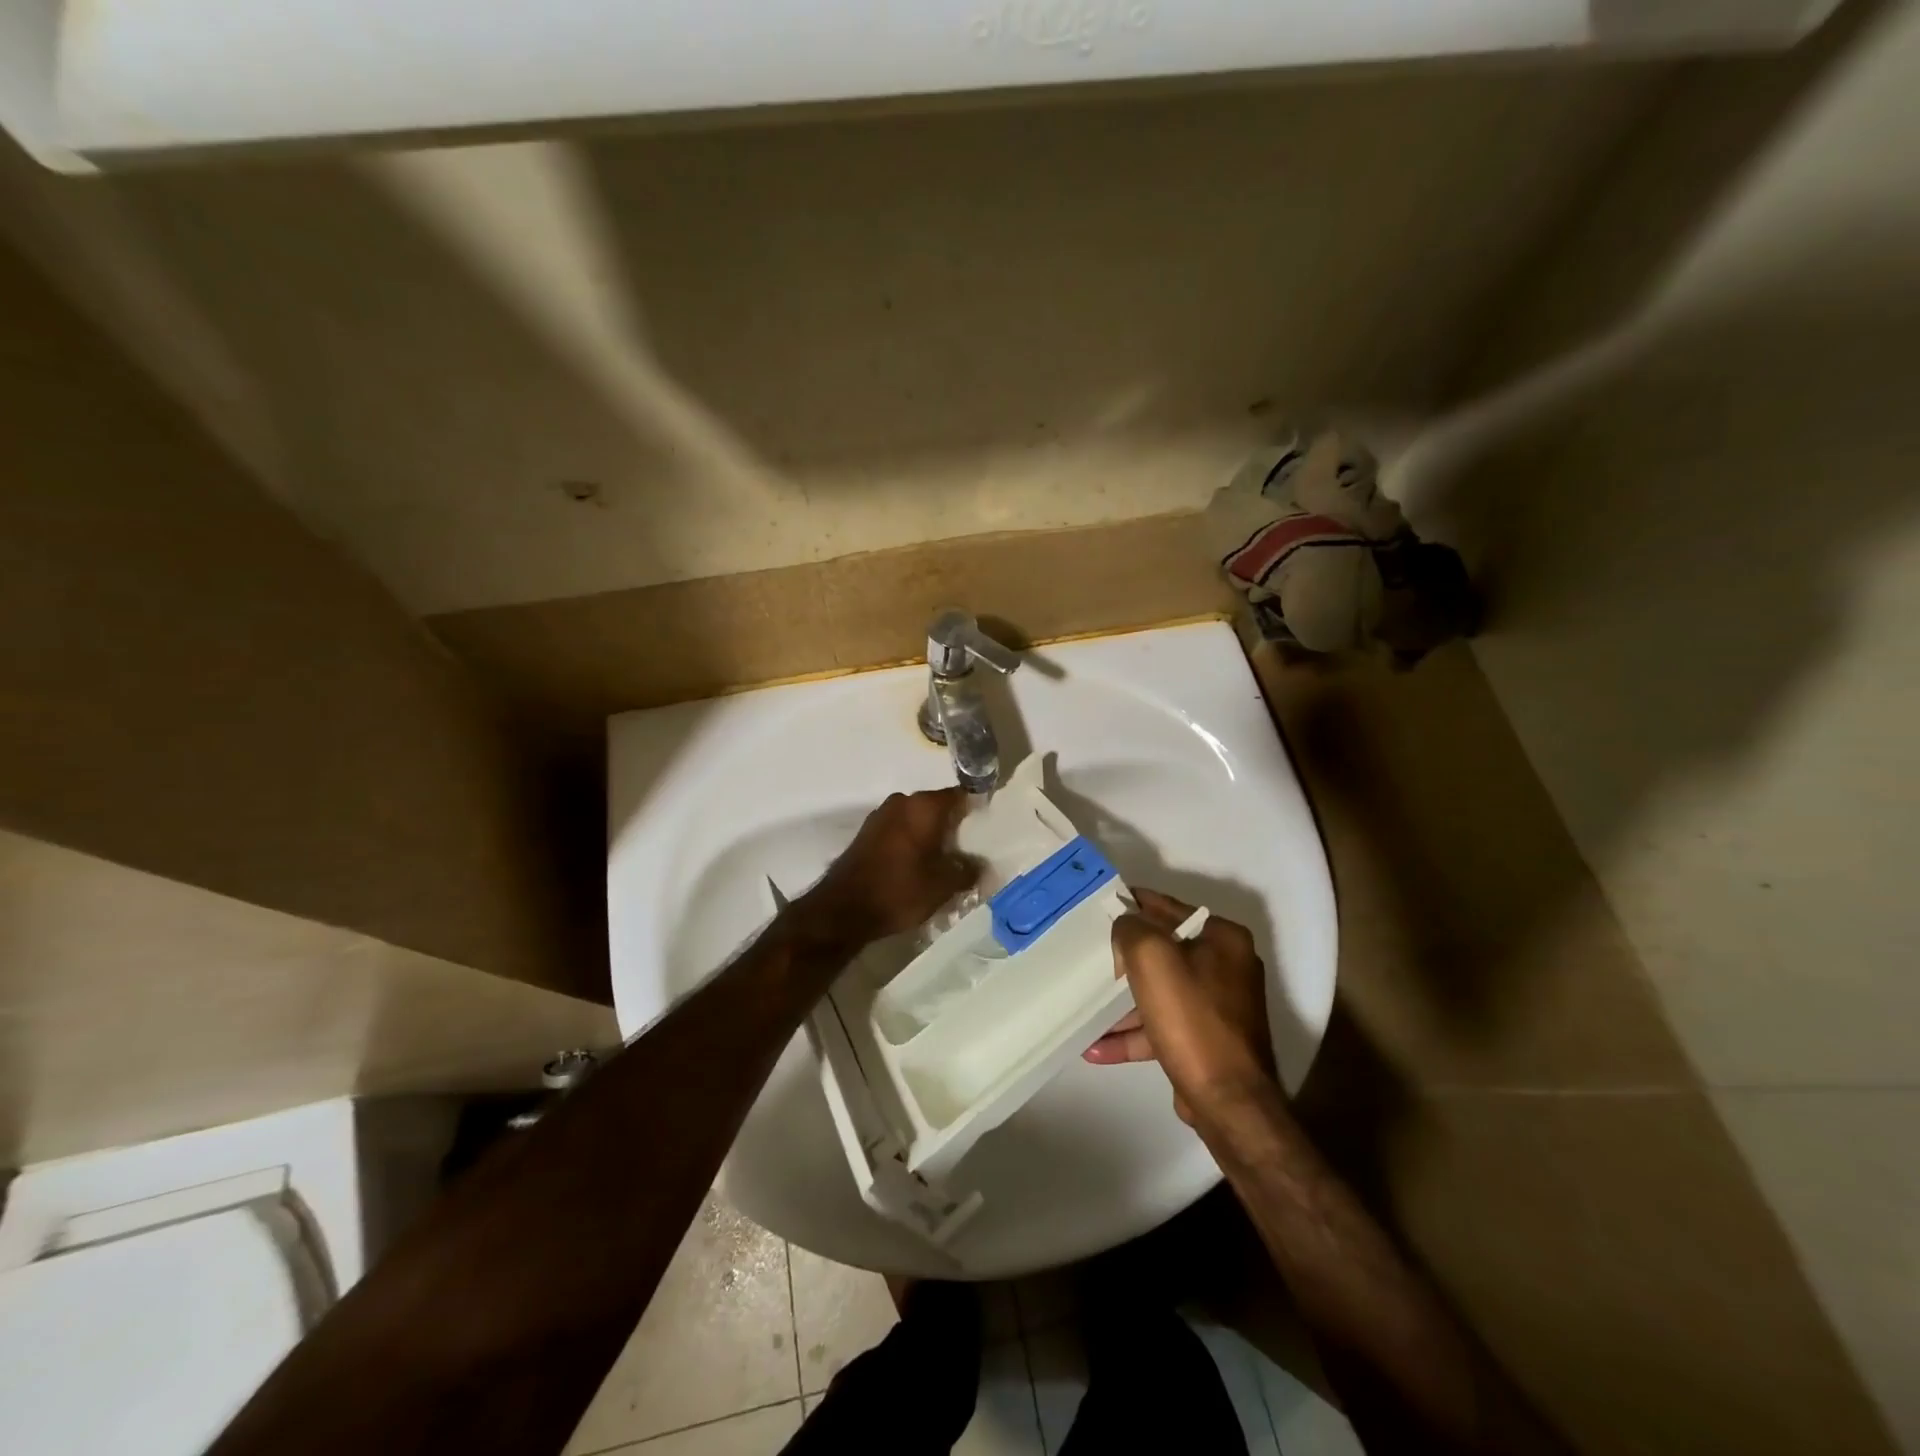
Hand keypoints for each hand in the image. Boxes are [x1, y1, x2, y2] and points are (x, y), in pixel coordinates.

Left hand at [804, 788, 977, 943]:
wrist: (844, 909)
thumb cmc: (900, 890)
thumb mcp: (943, 885)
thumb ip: (968, 871)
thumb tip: (982, 865)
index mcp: (924, 806)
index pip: (960, 796)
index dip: (976, 809)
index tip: (987, 826)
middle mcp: (902, 801)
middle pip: (937, 807)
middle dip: (953, 826)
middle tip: (969, 850)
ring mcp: (881, 815)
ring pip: (917, 819)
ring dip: (930, 835)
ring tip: (944, 861)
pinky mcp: (867, 833)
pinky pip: (899, 830)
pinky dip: (911, 842)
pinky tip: (917, 865)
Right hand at [1084, 887, 1279, 1125]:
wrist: (1229, 1101)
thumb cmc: (1192, 1018)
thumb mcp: (1152, 957)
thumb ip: (1132, 929)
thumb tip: (1125, 926)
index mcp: (1223, 939)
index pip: (1170, 908)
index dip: (1134, 904)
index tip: (1101, 907)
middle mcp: (1227, 967)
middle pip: (1164, 951)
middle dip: (1125, 958)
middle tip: (1090, 955)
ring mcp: (1218, 1007)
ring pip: (1160, 992)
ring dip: (1123, 1003)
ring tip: (1085, 1010)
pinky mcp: (1207, 1040)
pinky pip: (1162, 1026)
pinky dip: (1133, 1034)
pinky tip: (1097, 1048)